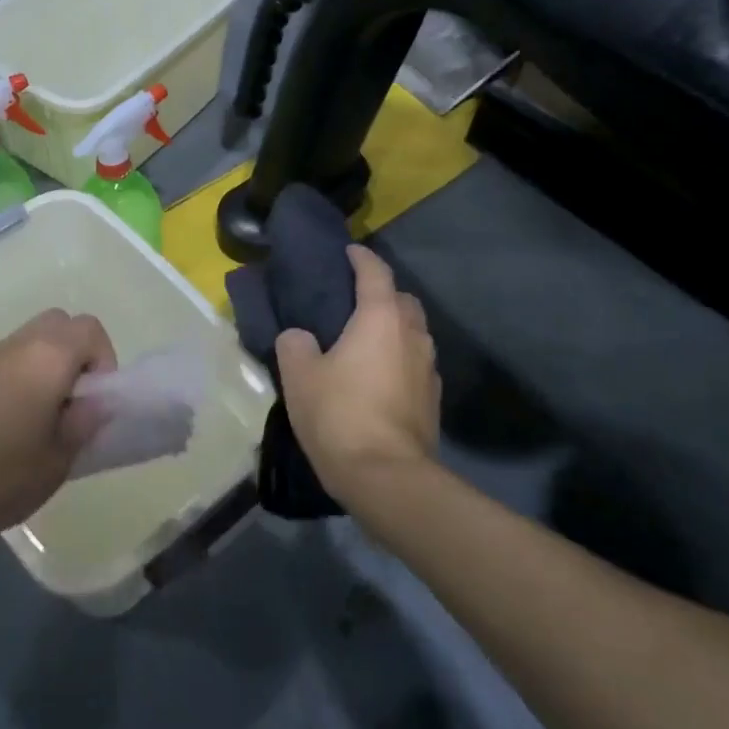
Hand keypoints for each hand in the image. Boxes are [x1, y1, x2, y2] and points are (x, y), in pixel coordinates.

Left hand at [0, 308, 115, 549]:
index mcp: (47, 357)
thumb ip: (82, 426)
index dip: (103, 360)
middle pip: (55, 326)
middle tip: (68, 406)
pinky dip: (1, 383)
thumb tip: (94, 403)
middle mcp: (13, 345)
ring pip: (21, 345)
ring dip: (36, 371)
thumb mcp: (54, 464)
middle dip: (71, 357)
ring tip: (29, 425)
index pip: (90, 328)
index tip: (93, 402)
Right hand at [275, 245, 439, 502]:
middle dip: (384, 293)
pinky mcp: (433, 400)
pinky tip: (380, 376)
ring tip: (368, 339)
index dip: (362, 258)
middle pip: (404, 301)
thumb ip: (295, 344)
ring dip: (395, 328)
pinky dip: (400, 358)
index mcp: (380, 319)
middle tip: (357, 300)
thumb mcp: (299, 375)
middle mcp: (412, 336)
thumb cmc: (339, 414)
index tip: (350, 251)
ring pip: (414, 333)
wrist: (386, 476)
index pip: (375, 274)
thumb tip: (300, 337)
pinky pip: (416, 364)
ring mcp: (428, 369)